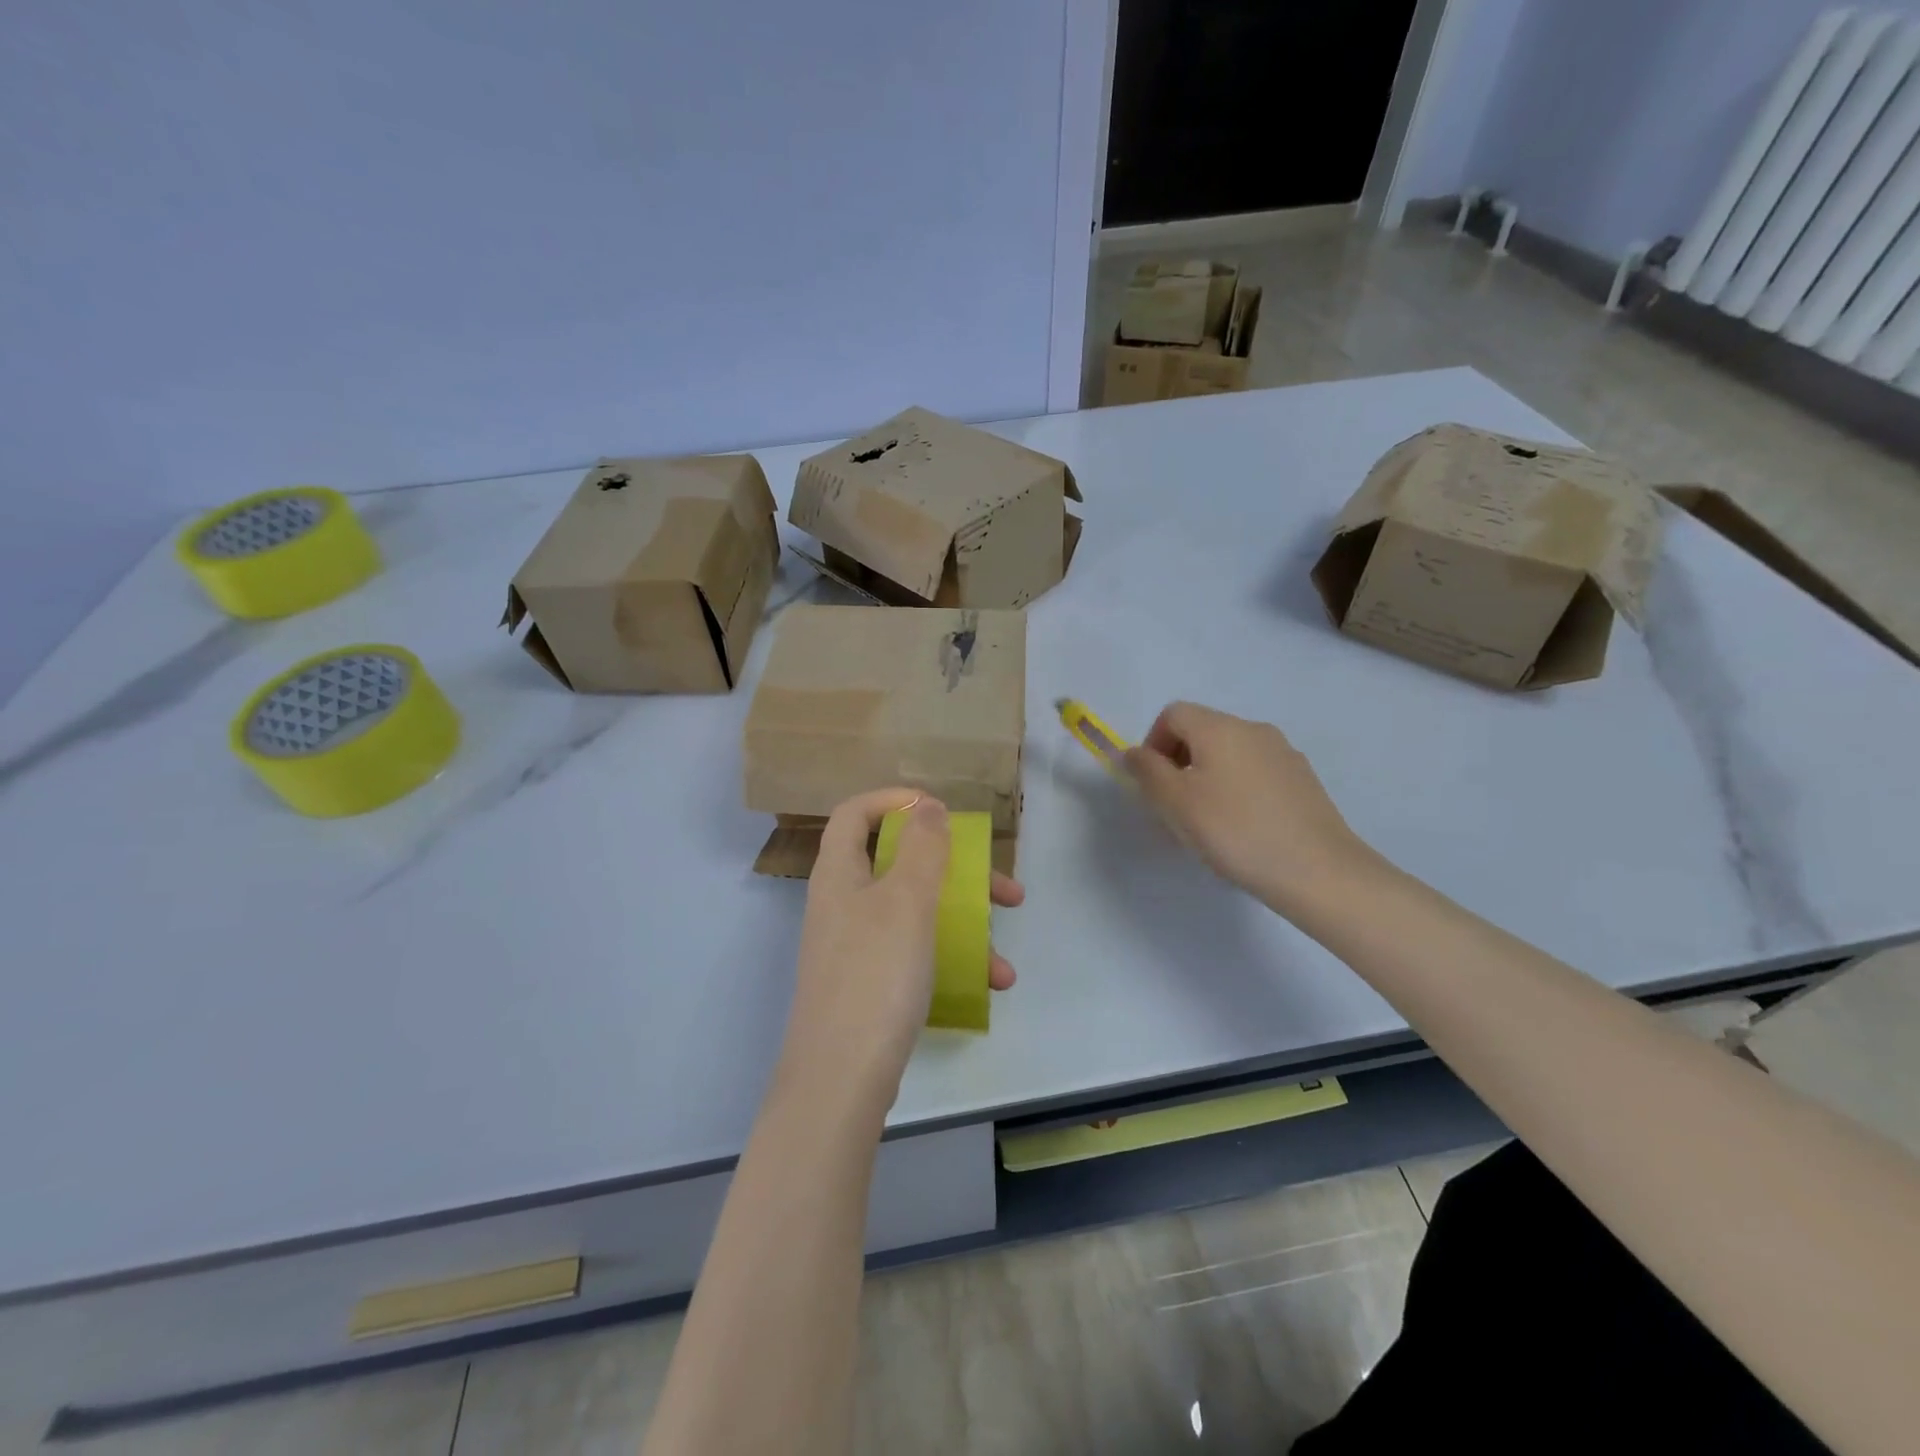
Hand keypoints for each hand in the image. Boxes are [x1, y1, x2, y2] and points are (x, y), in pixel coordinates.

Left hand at [780, 789, 1023, 1109]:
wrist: (841, 1078)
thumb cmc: (876, 974)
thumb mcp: (907, 900)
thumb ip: (922, 847)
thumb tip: (927, 806)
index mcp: (839, 873)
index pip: (854, 813)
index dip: (893, 799)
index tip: (939, 809)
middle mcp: (843, 904)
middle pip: (899, 865)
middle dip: (957, 873)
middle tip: (1003, 889)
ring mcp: (855, 947)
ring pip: (916, 915)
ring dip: (965, 927)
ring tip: (1005, 956)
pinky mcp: (870, 984)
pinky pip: (915, 954)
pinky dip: (950, 961)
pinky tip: (989, 984)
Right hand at [1122, 702, 1378, 914]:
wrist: (1318, 870)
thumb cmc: (1235, 831)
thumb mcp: (1175, 802)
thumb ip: (1146, 771)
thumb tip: (1133, 752)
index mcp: (1219, 727)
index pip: (1172, 714)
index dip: (1153, 743)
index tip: (1153, 785)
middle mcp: (1253, 729)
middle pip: (1202, 731)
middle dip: (1179, 762)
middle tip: (1176, 808)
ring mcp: (1284, 753)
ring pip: (1229, 754)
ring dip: (1208, 777)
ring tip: (1210, 823)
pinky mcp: (1303, 780)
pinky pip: (1256, 773)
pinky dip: (1238, 790)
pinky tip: (1244, 829)